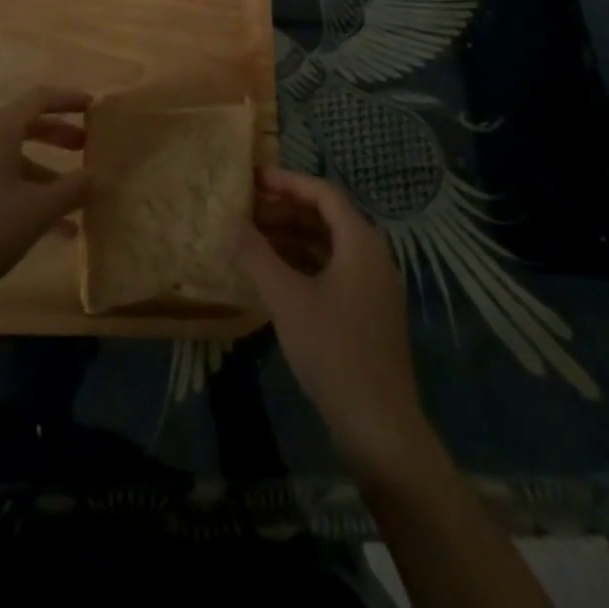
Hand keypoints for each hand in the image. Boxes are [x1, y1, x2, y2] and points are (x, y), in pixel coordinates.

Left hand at [0, 85, 90, 311]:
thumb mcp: (37, 209)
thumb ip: (72, 189)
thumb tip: (99, 174)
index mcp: (1, 130)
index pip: (39, 98)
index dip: (68, 99)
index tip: (94, 106)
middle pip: (29, 125)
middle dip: (60, 134)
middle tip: (87, 146)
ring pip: (20, 160)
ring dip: (51, 173)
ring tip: (80, 195)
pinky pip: (9, 186)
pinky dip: (34, 198)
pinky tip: (60, 230)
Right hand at [237, 167, 430, 479]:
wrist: (380, 428)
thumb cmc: (333, 351)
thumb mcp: (286, 298)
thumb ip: (256, 255)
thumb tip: (229, 220)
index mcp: (361, 242)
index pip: (323, 193)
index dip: (288, 182)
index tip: (253, 180)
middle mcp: (372, 256)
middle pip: (327, 216)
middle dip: (286, 209)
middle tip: (247, 210)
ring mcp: (373, 286)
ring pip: (329, 244)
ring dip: (292, 236)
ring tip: (253, 238)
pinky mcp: (367, 311)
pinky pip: (333, 269)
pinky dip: (303, 262)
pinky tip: (275, 274)